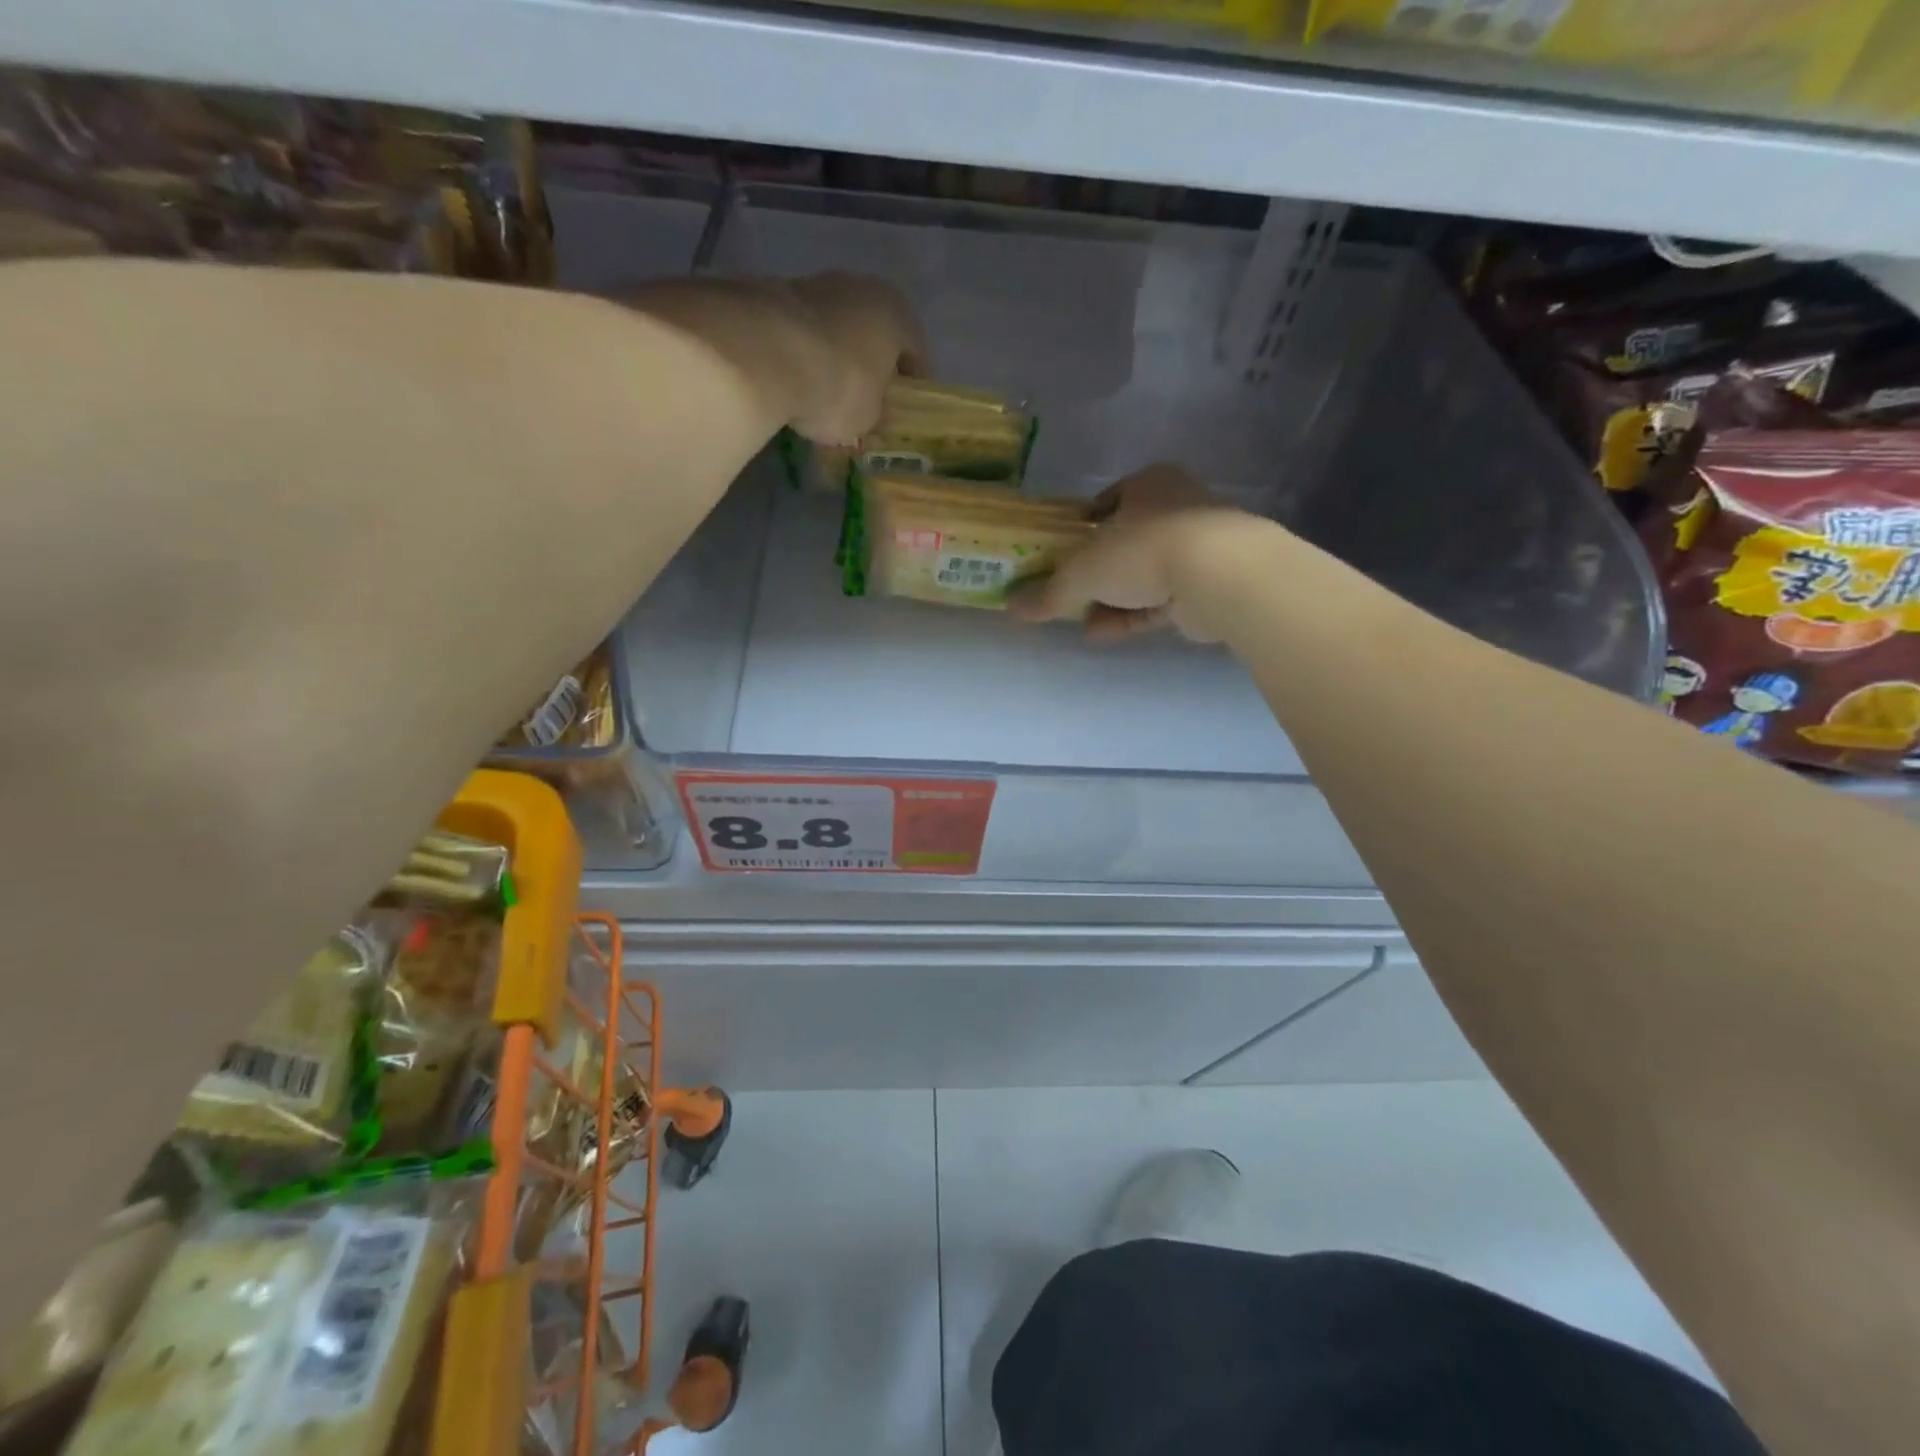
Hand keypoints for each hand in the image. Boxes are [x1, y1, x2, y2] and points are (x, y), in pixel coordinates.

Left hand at [781, 272, 926, 444]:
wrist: (765, 352)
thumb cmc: (840, 385)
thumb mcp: (870, 418)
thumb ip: (876, 414)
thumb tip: (869, 417)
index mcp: (897, 312)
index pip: (916, 357)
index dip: (912, 392)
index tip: (904, 417)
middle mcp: (860, 287)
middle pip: (873, 338)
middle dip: (870, 372)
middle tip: (865, 409)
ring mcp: (814, 285)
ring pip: (835, 332)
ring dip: (833, 362)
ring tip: (823, 400)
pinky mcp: (773, 294)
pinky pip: (800, 335)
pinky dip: (801, 357)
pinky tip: (793, 387)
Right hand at [1007, 464, 1245, 642]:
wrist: (1217, 575)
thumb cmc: (1143, 550)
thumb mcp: (1082, 572)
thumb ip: (1049, 592)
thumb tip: (1011, 607)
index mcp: (1147, 485)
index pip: (1106, 502)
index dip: (1081, 529)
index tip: (1061, 553)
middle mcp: (1175, 508)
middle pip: (1125, 543)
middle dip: (1096, 574)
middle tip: (1070, 595)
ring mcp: (1197, 547)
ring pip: (1143, 576)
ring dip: (1111, 601)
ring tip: (1082, 624)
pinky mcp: (1208, 585)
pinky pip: (1160, 601)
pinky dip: (1132, 616)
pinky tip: (1103, 634)